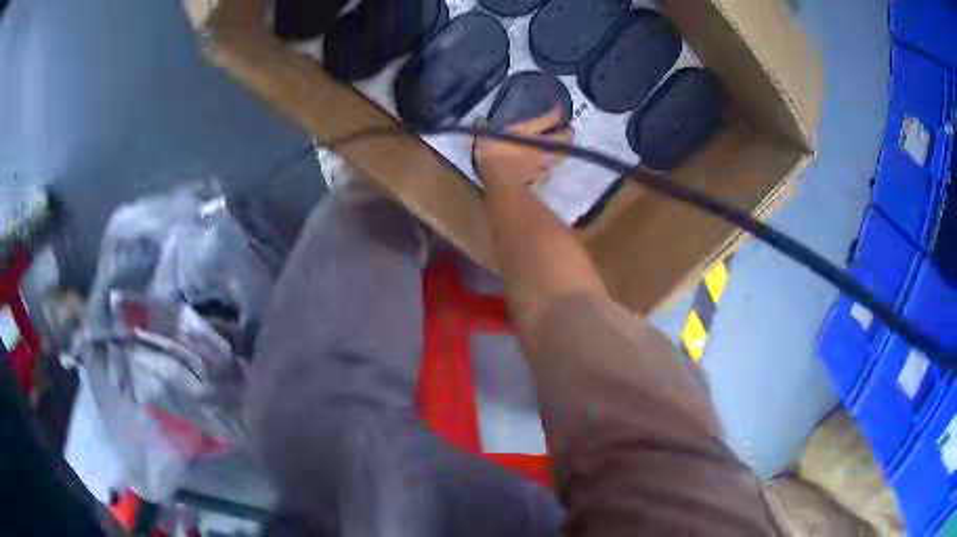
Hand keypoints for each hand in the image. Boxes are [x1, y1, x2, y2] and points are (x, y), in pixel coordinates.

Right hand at [474, 106, 573, 186]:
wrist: (500, 182)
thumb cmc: (492, 154)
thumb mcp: (484, 136)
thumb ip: (483, 127)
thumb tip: (480, 119)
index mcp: (528, 131)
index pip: (549, 118)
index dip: (556, 111)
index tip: (559, 106)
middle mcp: (540, 145)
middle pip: (562, 138)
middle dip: (567, 133)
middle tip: (569, 129)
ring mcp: (541, 163)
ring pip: (559, 155)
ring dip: (562, 151)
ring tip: (563, 148)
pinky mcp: (538, 177)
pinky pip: (548, 171)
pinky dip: (549, 168)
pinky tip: (547, 168)